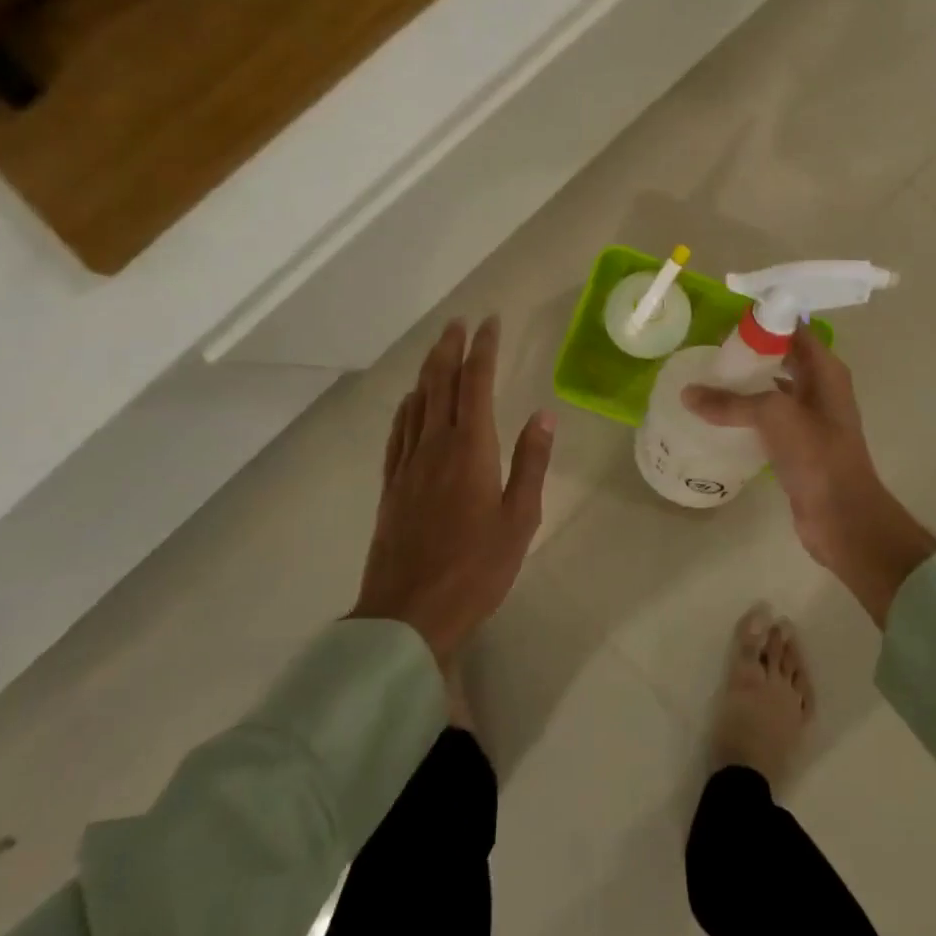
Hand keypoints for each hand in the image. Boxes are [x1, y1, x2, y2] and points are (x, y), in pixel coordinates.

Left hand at [351, 317, 555, 663]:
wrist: (409, 613)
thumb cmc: (477, 567)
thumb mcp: (520, 518)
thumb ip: (531, 462)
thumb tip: (544, 414)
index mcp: (471, 448)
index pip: (476, 383)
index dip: (483, 349)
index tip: (490, 323)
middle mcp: (436, 445)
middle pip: (441, 383)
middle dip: (450, 348)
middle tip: (459, 322)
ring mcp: (408, 464)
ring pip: (417, 402)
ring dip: (428, 370)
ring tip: (438, 348)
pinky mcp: (391, 485)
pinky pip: (398, 432)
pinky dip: (406, 407)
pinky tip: (410, 401)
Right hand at [684, 327, 935, 626]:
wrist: (843, 517)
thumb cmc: (816, 455)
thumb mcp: (774, 416)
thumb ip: (730, 402)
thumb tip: (688, 394)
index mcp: (825, 371)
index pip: (794, 330)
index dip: (764, 321)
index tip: (725, 321)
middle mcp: (820, 388)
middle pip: (781, 358)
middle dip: (749, 352)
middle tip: (710, 350)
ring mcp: (810, 419)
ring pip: (773, 389)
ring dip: (746, 384)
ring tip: (708, 379)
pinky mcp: (797, 446)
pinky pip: (767, 419)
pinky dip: (746, 414)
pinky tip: (719, 417)